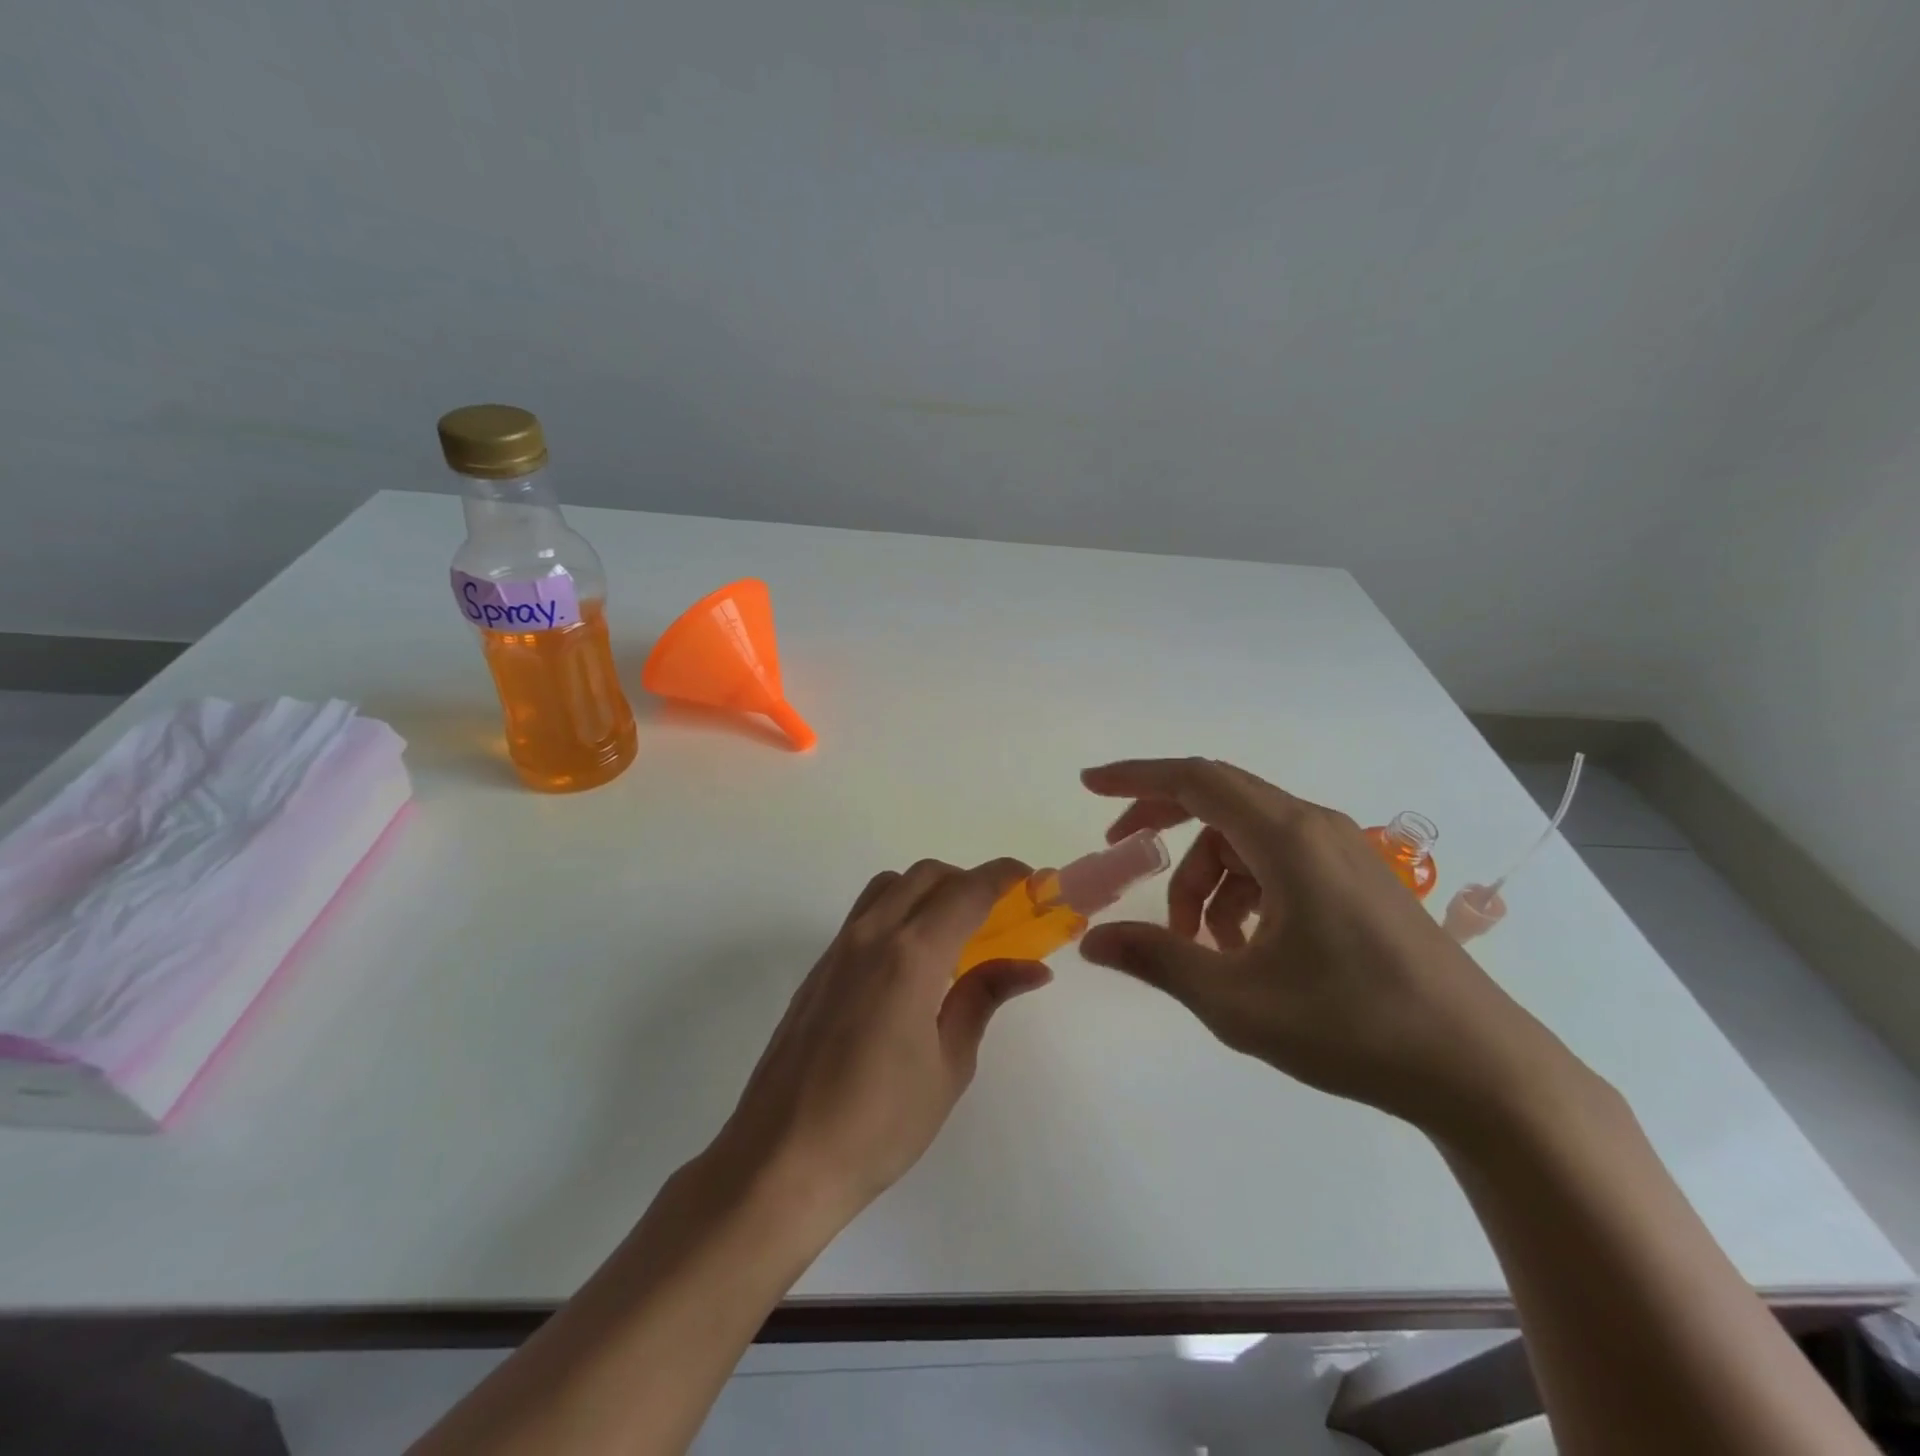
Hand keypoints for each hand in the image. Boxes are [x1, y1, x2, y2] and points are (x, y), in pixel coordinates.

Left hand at [713, 858, 1051, 1224]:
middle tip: (997, 915)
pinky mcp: (819, 968)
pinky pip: (865, 914)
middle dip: (968, 881)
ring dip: (928, 890)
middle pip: (926, 875)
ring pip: (890, 886)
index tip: (1031, 879)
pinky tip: (910, 964)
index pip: (967, 892)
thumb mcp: (949, 1065)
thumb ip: (984, 999)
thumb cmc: (879, 1123)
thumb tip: (1031, 968)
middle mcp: (871, 935)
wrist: (783, 1159)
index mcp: (911, 955)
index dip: (1003, 876)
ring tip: (953, 934)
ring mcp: (838, 948)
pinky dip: (899, 912)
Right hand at [1077, 758, 1571, 1135]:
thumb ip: (1157, 959)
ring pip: (1246, 841)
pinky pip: (1279, 864)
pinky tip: (1245, 951)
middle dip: (1162, 824)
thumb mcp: (1236, 999)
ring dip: (1206, 880)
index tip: (1088, 786)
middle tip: (1122, 856)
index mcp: (1286, 837)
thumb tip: (1092, 941)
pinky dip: (1244, 893)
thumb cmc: (1353, 1025)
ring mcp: (1342, 853)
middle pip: (1218, 801)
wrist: (1483, 1072)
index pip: (1195, 779)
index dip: (1135, 778)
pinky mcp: (1359, 883)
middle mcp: (1315, 828)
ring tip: (1200, 947)